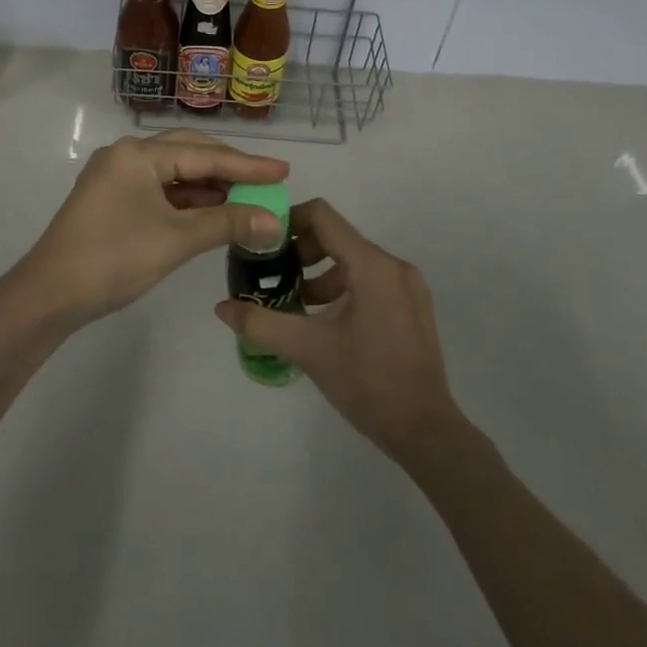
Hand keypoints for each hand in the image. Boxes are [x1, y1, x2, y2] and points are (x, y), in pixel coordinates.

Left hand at [7, 131, 287, 328]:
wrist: (50, 295)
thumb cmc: (115, 259)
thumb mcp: (177, 240)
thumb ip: (227, 224)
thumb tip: (274, 220)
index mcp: (138, 154)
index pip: (204, 154)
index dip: (247, 165)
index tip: (284, 171)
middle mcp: (125, 155)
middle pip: (187, 153)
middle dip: (227, 168)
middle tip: (265, 181)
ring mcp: (114, 177)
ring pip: (172, 172)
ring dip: (207, 186)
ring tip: (244, 199)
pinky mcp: (110, 199)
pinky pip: (157, 189)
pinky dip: (185, 200)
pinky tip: (209, 212)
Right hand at [216, 199, 465, 462]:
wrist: (425, 430)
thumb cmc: (366, 381)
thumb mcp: (307, 349)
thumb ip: (261, 323)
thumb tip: (222, 308)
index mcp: (371, 265)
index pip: (322, 217)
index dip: (288, 221)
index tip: (263, 242)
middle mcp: (393, 265)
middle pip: (337, 237)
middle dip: (302, 252)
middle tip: (274, 277)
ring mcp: (408, 286)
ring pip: (354, 260)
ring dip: (321, 273)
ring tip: (296, 304)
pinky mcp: (413, 306)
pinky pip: (371, 279)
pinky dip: (344, 287)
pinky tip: (326, 321)